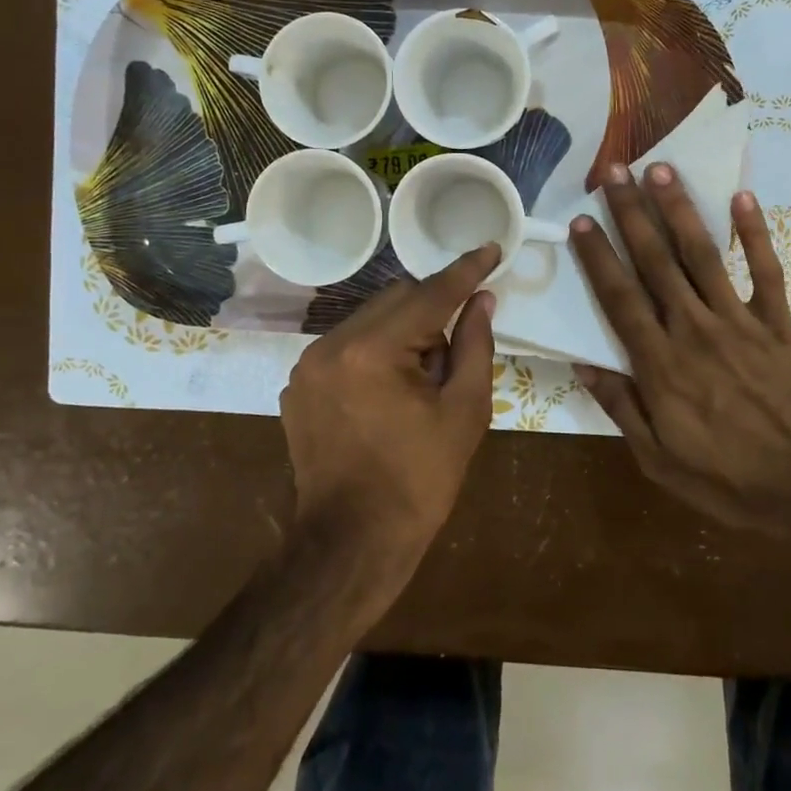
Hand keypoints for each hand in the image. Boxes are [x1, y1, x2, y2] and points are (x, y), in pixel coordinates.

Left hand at [280, 244, 500, 557]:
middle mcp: (331, 344)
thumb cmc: (419, 480)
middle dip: (432, 312)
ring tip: (420, 382)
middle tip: (454, 353)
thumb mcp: (464, 412)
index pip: (429, 295)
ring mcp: (307, 365)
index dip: (466, 271)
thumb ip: (474, 345)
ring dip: (403, 332)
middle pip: (395, 298)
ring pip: (370, 319)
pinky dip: (374, 353)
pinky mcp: (298, 385)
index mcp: (373, 351)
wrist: (352, 542)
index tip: (491, 248)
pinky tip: (387, 395)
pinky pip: (346, 346)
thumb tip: (482, 299)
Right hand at [570, 165, 790, 538]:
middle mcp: (694, 330)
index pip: (620, 299)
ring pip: (704, 256)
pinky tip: (742, 198)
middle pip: (657, 263)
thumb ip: (622, 408)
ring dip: (680, 210)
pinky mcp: (780, 325)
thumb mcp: (660, 460)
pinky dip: (757, 234)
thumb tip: (584, 365)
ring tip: (661, 170)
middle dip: (631, 214)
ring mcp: (740, 322)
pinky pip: (766, 272)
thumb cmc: (731, 480)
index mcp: (661, 366)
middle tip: (613, 173)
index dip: (598, 258)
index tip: (582, 221)